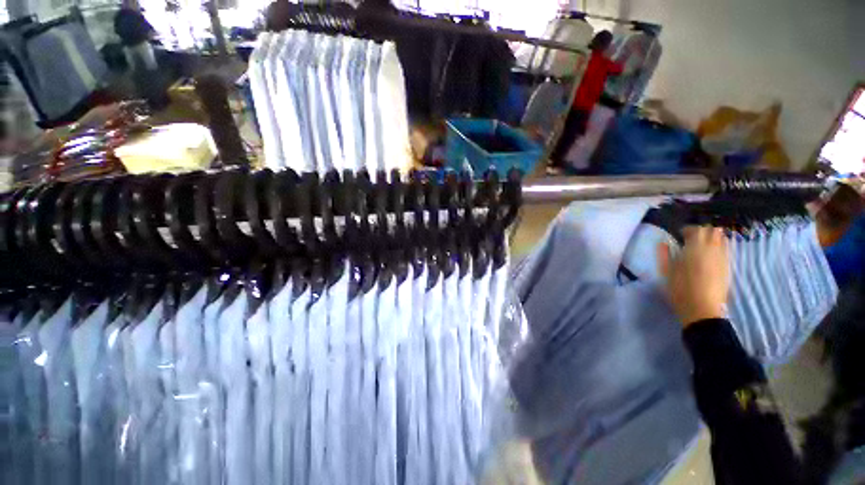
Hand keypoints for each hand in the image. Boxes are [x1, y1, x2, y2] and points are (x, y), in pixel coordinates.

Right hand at [658, 226, 730, 326]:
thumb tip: (662, 243)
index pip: (695, 230)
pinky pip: (726, 249)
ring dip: (712, 237)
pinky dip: (719, 246)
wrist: (702, 308)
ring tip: (702, 244)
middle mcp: (712, 249)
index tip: (679, 235)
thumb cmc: (680, 289)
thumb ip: (664, 255)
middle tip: (691, 238)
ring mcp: (722, 257)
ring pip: (722, 238)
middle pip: (711, 231)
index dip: (687, 230)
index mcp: (694, 249)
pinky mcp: (727, 266)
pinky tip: (711, 253)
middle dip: (701, 231)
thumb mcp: (666, 272)